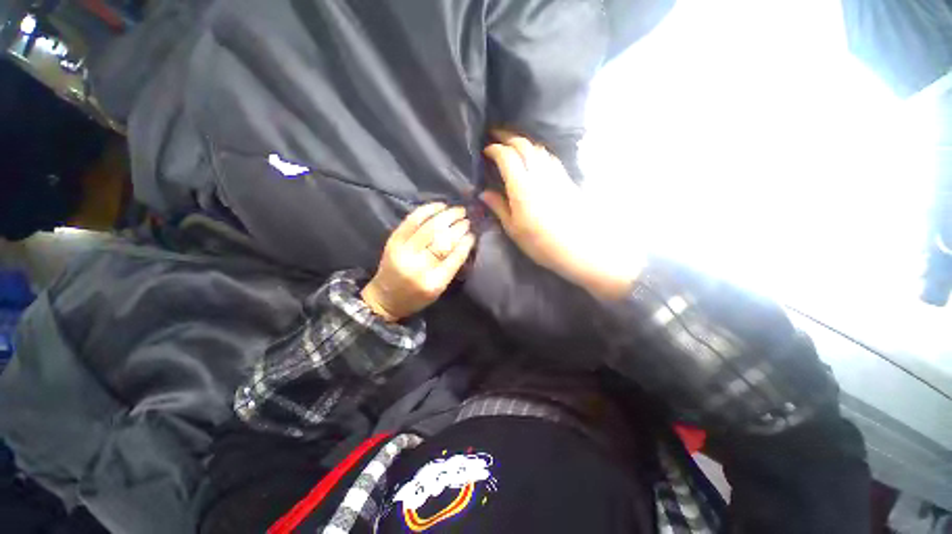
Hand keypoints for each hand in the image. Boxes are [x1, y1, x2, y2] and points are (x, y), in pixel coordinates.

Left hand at [362, 203, 475, 320]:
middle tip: (467, 219)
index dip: (466, 243)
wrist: (385, 298)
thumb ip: (452, 267)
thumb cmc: (416, 297)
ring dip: (446, 216)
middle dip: (458, 227)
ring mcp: (403, 251)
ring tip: (458, 210)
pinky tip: (440, 206)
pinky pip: (412, 220)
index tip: (473, 234)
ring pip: (429, 227)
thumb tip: (466, 240)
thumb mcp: (439, 288)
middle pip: (442, 240)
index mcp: (433, 282)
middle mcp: (418, 265)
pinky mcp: (394, 241)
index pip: (455, 258)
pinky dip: (427, 210)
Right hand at [482, 131, 643, 298]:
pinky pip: (550, 157)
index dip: (494, 149)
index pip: (507, 157)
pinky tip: (536, 157)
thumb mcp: (514, 229)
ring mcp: (555, 175)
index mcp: (522, 187)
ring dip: (524, 141)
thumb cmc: (541, 244)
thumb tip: (483, 193)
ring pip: (538, 148)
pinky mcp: (566, 180)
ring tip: (513, 144)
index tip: (486, 151)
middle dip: (508, 137)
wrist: (579, 249)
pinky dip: (539, 151)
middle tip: (495, 135)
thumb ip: (499, 207)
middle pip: (523, 145)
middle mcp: (539, 174)